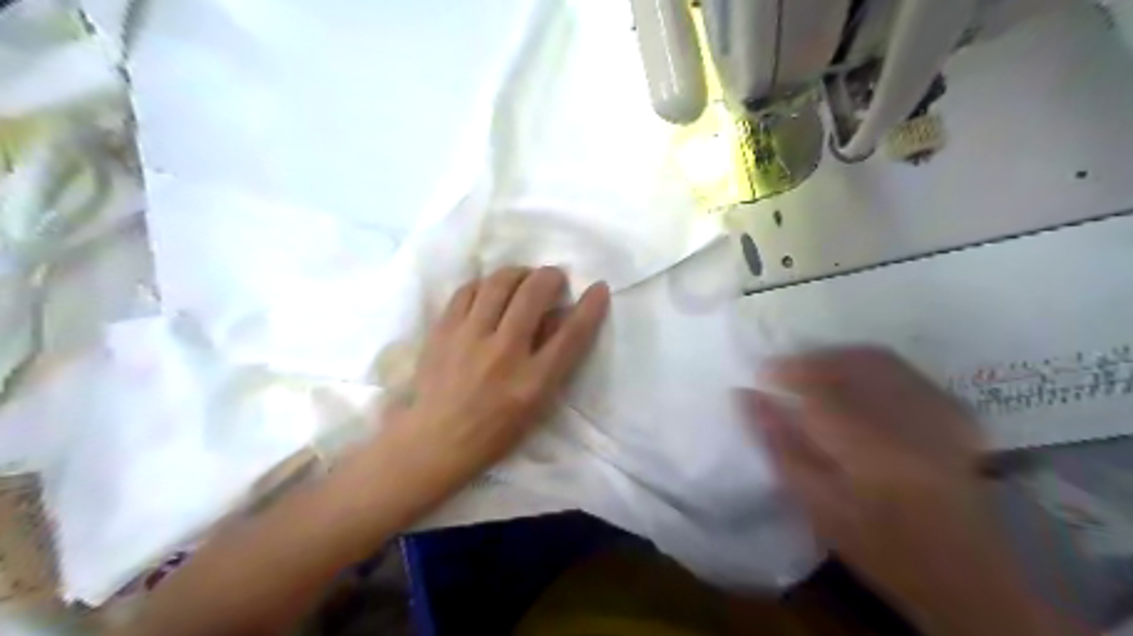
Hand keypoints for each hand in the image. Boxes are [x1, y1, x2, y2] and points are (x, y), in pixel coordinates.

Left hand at [369, 269, 606, 520]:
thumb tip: (559, 317)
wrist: (435, 441)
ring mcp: (469, 338)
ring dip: (518, 273)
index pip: (571, 334)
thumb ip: (552, 360)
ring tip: (522, 280)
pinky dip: (485, 284)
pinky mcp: (443, 331)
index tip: (598, 288)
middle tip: (553, 278)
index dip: (590, 306)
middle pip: (533, 294)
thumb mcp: (536, 404)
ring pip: (499, 283)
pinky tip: (490, 291)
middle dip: (551, 276)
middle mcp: (503, 353)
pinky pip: (468, 290)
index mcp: (533, 381)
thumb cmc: (494, 430)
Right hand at [741, 351, 1083, 635]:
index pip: (818, 384)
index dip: (785, 370)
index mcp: (866, 442)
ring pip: (877, 359)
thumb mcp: (815, 502)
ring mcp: (934, 411)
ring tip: (813, 372)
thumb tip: (745, 396)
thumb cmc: (876, 543)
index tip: (760, 374)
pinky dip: (870, 367)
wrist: (963, 573)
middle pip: (849, 361)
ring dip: (838, 358)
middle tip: (783, 372)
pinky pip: (903, 371)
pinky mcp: (952, 414)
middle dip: (810, 359)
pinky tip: (855, 382)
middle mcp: (904, 415)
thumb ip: (778, 443)